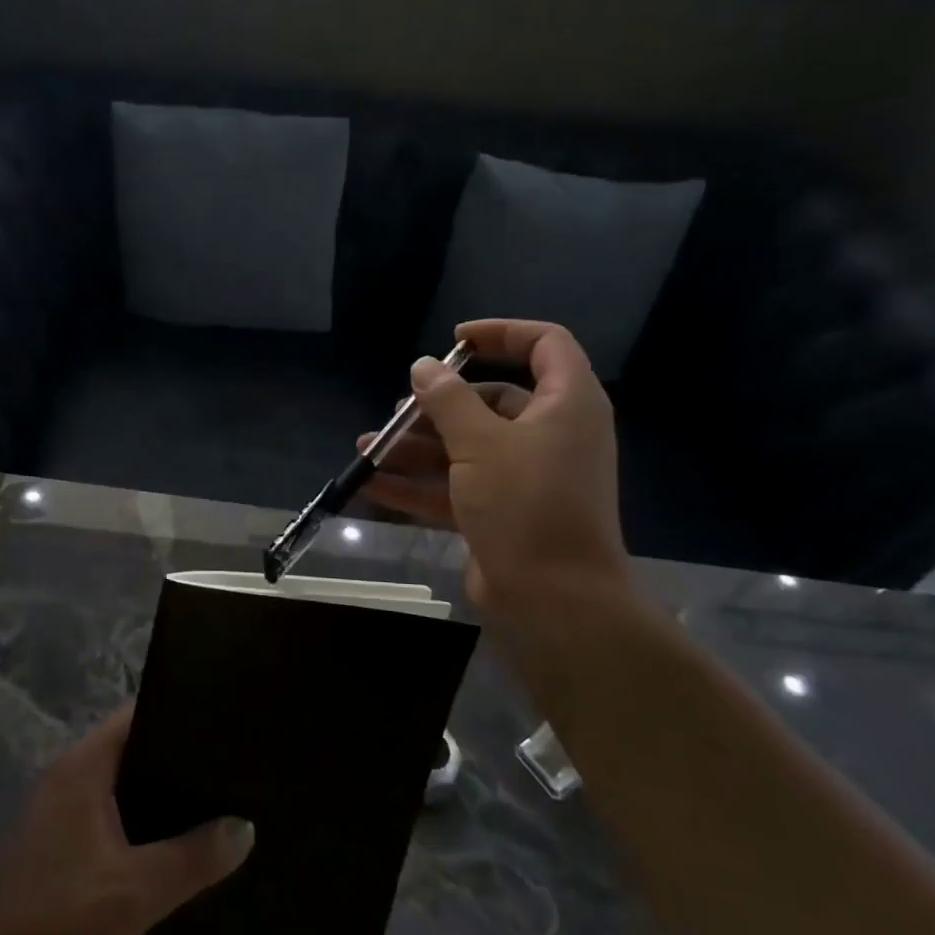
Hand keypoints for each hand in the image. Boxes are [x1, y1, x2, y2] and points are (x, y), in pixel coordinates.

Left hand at [0, 706, 253, 934]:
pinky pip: (111, 827)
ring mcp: (58, 821)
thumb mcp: (135, 892)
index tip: (225, 721)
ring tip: (220, 808)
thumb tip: (245, 826)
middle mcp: (67, 782)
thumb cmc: (55, 926)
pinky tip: (179, 856)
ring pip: (123, 795)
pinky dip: (143, 833)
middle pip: (132, 754)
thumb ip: (193, 857)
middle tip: (234, 769)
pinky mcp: (57, 858)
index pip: (135, 716)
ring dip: (162, 803)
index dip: (179, 712)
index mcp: (81, 769)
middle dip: (179, 763)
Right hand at [368, 319, 628, 618]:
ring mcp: (525, 477)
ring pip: (467, 446)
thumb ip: (447, 399)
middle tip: (397, 411)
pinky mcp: (502, 512)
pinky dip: (419, 483)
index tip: (454, 341)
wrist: (555, 601)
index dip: (500, 333)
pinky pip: (457, 486)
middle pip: (491, 400)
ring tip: (368, 447)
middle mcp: (550, 435)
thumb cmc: (526, 504)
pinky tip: (373, 482)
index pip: (545, 344)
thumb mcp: (480, 443)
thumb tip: (423, 366)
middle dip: (438, 405)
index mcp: (566, 405)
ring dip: (417, 446)